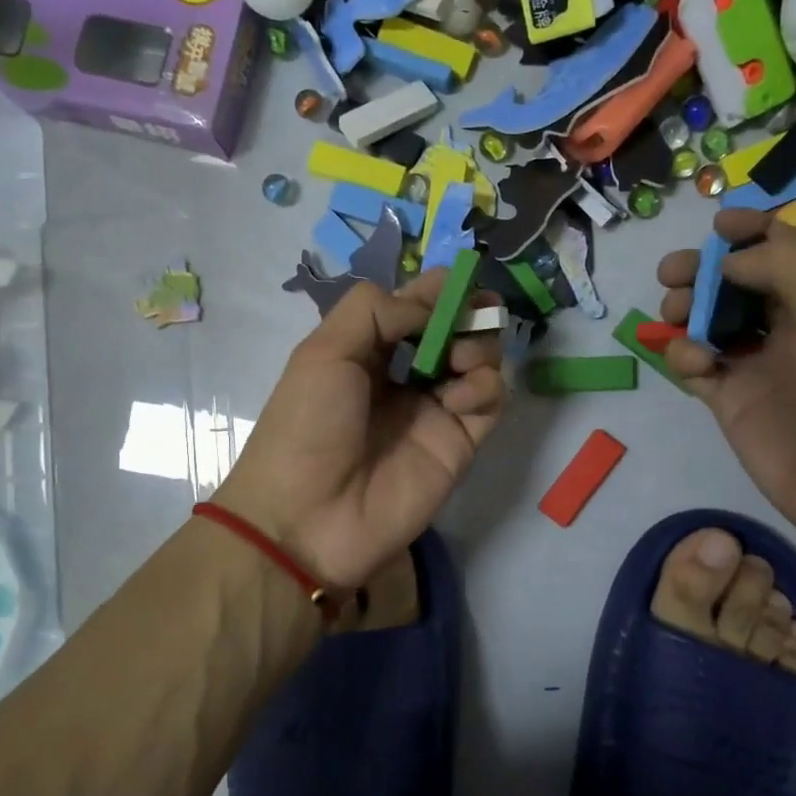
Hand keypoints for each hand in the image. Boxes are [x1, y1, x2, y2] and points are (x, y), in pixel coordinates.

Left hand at [214, 270, 504, 588]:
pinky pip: (488, 402)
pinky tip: (460, 394)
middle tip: (476, 310)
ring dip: (479, 345)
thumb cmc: (307, 425)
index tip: (460, 278)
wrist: (307, 518)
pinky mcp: (459, 444)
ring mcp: (434, 411)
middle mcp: (405, 377)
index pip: (414, 309)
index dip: (438, 291)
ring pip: (479, 362)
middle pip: (453, 331)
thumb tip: (431, 301)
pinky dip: (485, 386)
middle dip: (468, 313)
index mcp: (367, 352)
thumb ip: (377, 311)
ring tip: (458, 356)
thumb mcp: (325, 351)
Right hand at [657, 208, 795, 565]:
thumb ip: (783, 261)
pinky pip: (695, 363)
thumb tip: (727, 262)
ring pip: (707, 319)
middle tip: (672, 275)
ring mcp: (758, 361)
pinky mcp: (730, 398)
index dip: (748, 231)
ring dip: (685, 309)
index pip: (783, 246)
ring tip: (675, 317)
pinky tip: (694, 363)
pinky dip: (684, 355)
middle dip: (701, 270)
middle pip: (734, 280)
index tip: (714, 227)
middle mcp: (792, 320)